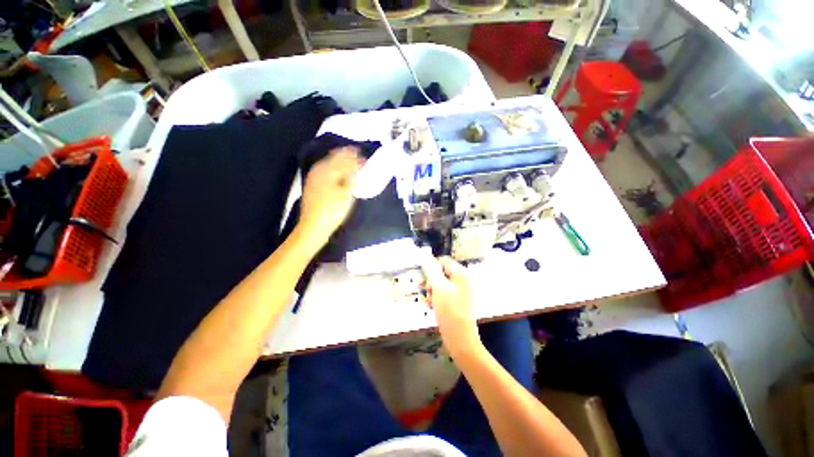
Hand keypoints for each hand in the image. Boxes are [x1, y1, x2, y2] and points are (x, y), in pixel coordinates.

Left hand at [299, 147, 363, 243]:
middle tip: (360, 160)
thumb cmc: (333, 210)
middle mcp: (319, 169)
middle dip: (347, 157)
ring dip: (341, 162)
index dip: (355, 157)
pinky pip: (325, 170)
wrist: (314, 225)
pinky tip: (339, 174)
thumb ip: (352, 176)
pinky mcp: (312, 184)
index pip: (344, 157)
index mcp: (328, 169)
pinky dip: (335, 169)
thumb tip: (357, 164)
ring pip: (329, 163)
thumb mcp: (347, 193)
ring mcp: (314, 176)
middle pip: (335, 157)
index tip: (365, 159)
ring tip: (352, 166)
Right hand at [421, 256, 481, 358]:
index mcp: (462, 274)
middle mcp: (463, 281)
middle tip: (426, 290)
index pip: (444, 261)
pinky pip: (444, 294)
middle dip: (431, 281)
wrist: (460, 339)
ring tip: (429, 301)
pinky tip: (431, 305)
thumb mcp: (438, 288)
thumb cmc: (450, 311)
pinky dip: (436, 297)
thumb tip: (426, 256)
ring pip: (440, 284)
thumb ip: (432, 270)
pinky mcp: (457, 302)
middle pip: (441, 273)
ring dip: (432, 290)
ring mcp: (461, 292)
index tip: (423, 276)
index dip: (432, 267)